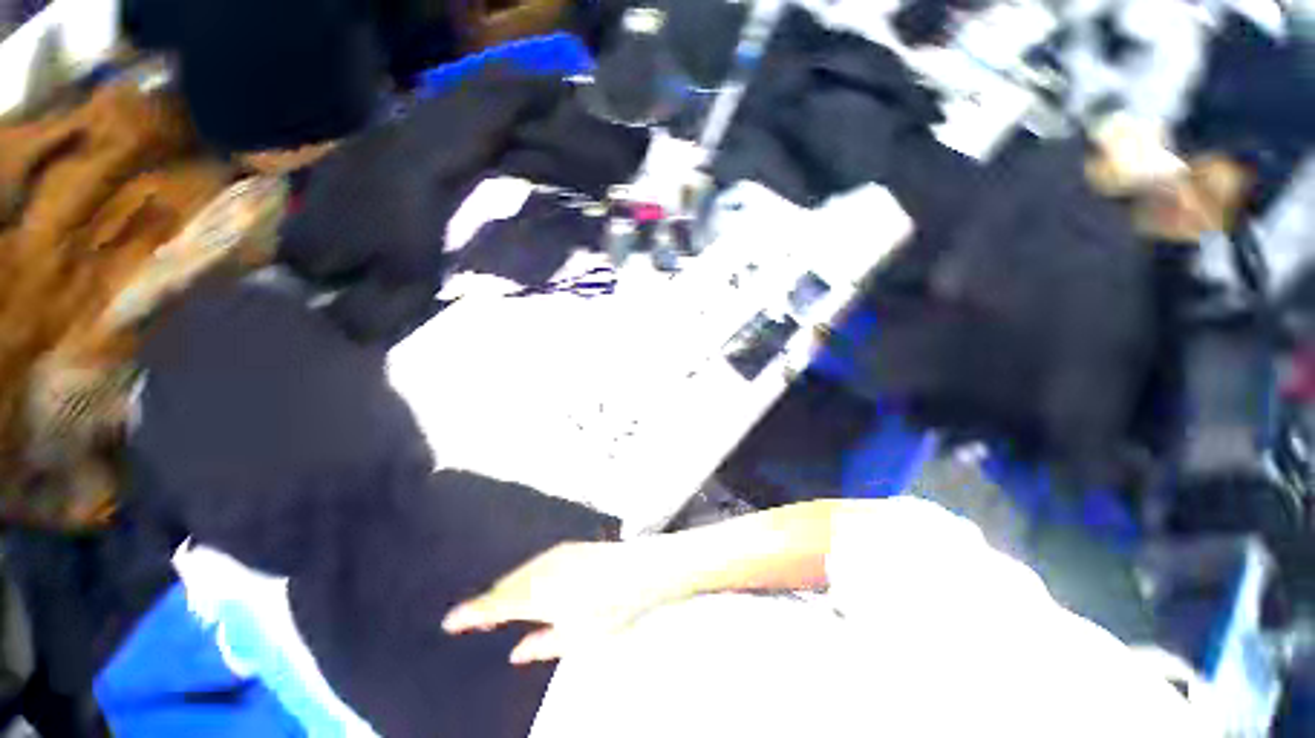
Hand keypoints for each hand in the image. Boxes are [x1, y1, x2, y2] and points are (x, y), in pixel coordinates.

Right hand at [442, 540, 687, 664]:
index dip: (471, 613)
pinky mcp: (566, 547)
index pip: (495, 605)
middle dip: (489, 602)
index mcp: (536, 595)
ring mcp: (554, 555)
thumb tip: (515, 653)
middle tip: (476, 618)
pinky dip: (524, 575)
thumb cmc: (608, 609)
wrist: (637, 570)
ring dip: (506, 588)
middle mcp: (540, 570)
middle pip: (505, 586)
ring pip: (519, 573)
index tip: (450, 622)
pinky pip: (534, 563)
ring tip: (499, 604)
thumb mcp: (575, 638)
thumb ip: (541, 645)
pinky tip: (528, 584)